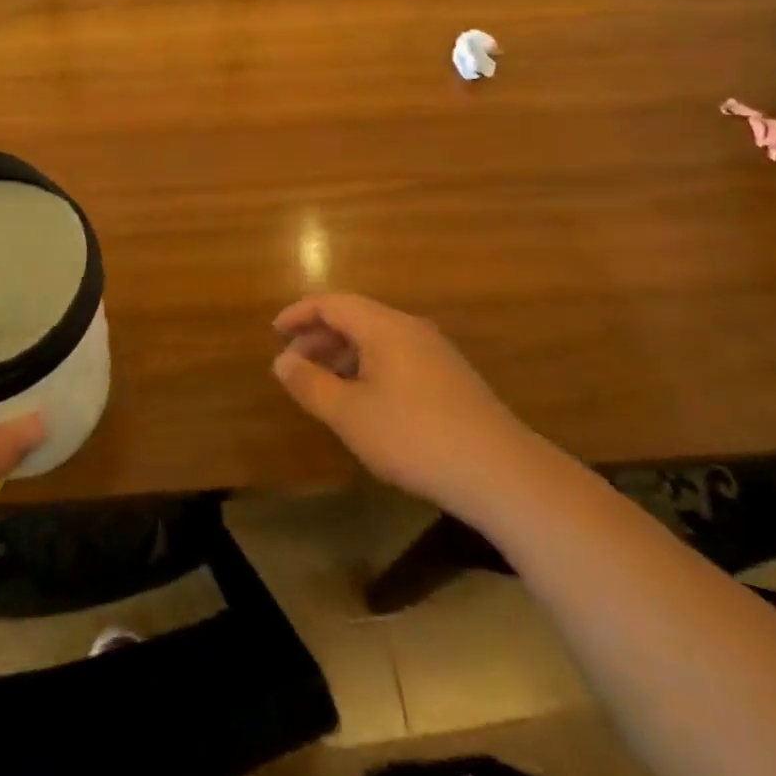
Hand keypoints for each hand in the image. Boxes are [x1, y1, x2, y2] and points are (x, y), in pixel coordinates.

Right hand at [272, 293, 525, 522]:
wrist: (500, 471)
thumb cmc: (414, 436)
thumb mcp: (350, 414)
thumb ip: (311, 384)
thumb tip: (282, 361)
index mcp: (384, 326)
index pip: (332, 303)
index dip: (299, 314)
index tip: (275, 333)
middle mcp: (410, 328)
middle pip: (355, 318)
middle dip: (319, 337)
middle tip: (293, 363)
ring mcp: (435, 352)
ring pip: (377, 340)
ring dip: (343, 355)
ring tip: (322, 385)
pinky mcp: (450, 378)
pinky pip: (396, 358)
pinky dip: (368, 368)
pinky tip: (364, 401)